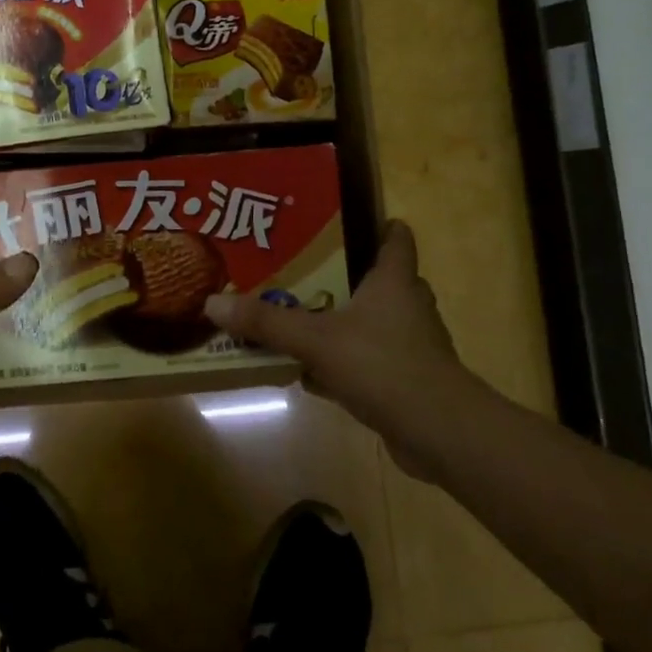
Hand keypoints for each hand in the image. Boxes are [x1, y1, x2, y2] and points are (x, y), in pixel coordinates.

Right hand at [204, 220, 480, 478]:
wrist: (439, 433)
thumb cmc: (383, 365)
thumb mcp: (316, 339)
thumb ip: (266, 323)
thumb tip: (212, 303)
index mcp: (394, 282)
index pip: (395, 239)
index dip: (377, 225)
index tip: (346, 218)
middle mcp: (407, 307)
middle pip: (380, 280)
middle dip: (345, 274)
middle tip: (303, 267)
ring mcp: (410, 346)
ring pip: (372, 323)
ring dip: (341, 322)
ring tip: (299, 316)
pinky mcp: (406, 381)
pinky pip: (367, 361)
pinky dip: (342, 363)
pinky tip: (309, 373)